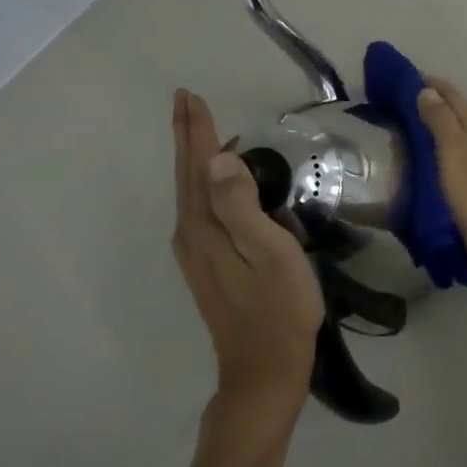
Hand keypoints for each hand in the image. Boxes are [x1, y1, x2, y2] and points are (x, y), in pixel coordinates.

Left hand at [171, 89, 323, 420]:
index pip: (198, 166)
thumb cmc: (279, 307)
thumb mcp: (269, 252)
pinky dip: (204, 183)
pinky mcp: (208, 265)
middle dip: (187, 137)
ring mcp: (197, 253)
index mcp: (205, 227)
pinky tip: (218, 182)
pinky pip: (201, 209)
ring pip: (191, 192)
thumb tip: (216, 159)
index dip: (196, 130)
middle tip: (186, 101)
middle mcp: (192, 235)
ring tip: (200, 130)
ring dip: (193, 158)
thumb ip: (241, 206)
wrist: (265, 369)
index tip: (189, 96)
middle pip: (187, 175)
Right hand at [415, 78, 466, 279]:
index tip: (409, 76)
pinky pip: (464, 152)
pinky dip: (447, 145)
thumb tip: (428, 92)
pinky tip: (434, 155)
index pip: (456, 98)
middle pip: (462, 113)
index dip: (434, 86)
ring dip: (442, 123)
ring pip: (463, 132)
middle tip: (405, 98)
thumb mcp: (455, 156)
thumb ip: (442, 123)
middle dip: (437, 102)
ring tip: (414, 122)